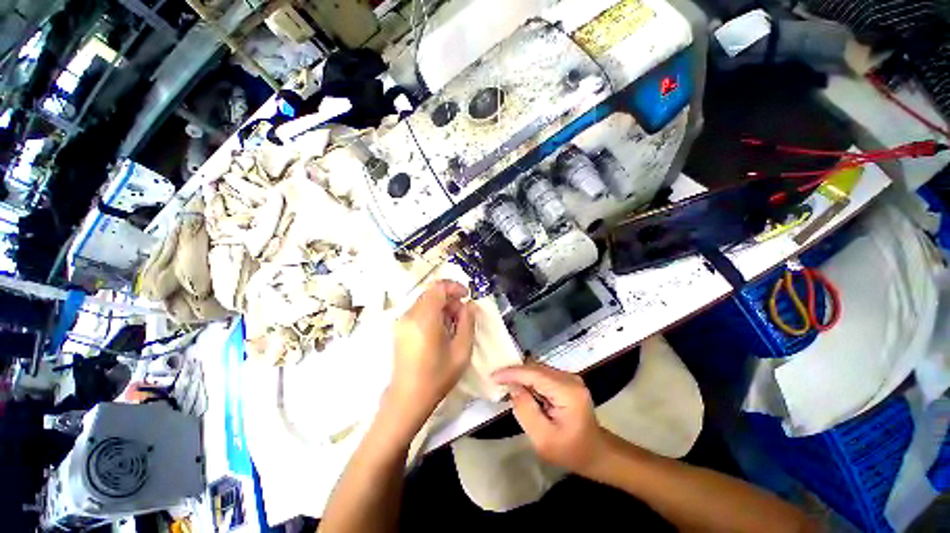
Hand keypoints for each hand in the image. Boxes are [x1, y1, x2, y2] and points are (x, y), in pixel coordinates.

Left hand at [388, 280, 475, 426]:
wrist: (408, 398)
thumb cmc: (437, 376)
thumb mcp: (461, 350)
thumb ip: (468, 322)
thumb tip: (469, 305)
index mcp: (424, 318)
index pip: (438, 287)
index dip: (454, 286)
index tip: (466, 296)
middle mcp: (409, 315)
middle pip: (432, 293)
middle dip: (450, 299)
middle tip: (462, 316)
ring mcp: (402, 322)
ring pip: (426, 301)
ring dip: (442, 307)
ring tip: (453, 326)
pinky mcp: (400, 329)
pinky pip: (419, 311)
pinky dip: (433, 314)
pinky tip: (440, 332)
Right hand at [493, 364, 605, 475]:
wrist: (596, 453)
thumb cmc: (571, 451)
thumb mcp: (543, 439)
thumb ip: (526, 411)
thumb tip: (513, 388)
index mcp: (567, 391)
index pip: (534, 373)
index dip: (512, 373)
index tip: (493, 376)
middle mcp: (569, 378)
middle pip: (535, 367)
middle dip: (514, 373)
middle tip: (496, 380)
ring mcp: (569, 378)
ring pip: (537, 369)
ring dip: (521, 375)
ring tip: (504, 383)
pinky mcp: (566, 381)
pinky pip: (542, 374)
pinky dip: (529, 379)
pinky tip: (520, 388)